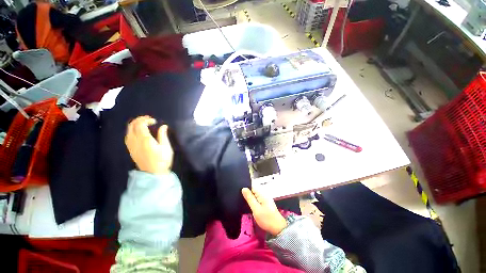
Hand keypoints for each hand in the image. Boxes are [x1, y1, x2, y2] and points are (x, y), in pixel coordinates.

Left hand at [125, 116, 173, 174]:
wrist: (153, 173)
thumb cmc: (162, 160)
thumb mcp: (166, 147)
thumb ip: (163, 135)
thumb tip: (163, 126)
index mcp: (144, 139)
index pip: (140, 124)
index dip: (146, 120)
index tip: (155, 121)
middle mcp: (135, 141)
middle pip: (132, 125)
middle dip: (139, 120)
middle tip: (148, 120)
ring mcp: (131, 145)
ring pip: (128, 130)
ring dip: (135, 124)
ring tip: (144, 124)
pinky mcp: (130, 149)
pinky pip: (128, 136)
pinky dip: (132, 130)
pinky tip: (138, 132)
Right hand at [242, 188, 286, 235]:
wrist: (278, 228)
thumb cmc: (266, 219)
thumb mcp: (256, 209)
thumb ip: (249, 198)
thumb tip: (243, 188)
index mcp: (262, 193)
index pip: (251, 186)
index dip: (245, 188)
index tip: (239, 192)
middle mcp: (264, 194)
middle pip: (253, 190)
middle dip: (247, 193)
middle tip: (240, 198)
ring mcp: (265, 198)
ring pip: (254, 195)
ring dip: (249, 197)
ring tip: (243, 201)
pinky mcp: (265, 203)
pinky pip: (257, 199)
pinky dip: (253, 201)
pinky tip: (250, 205)